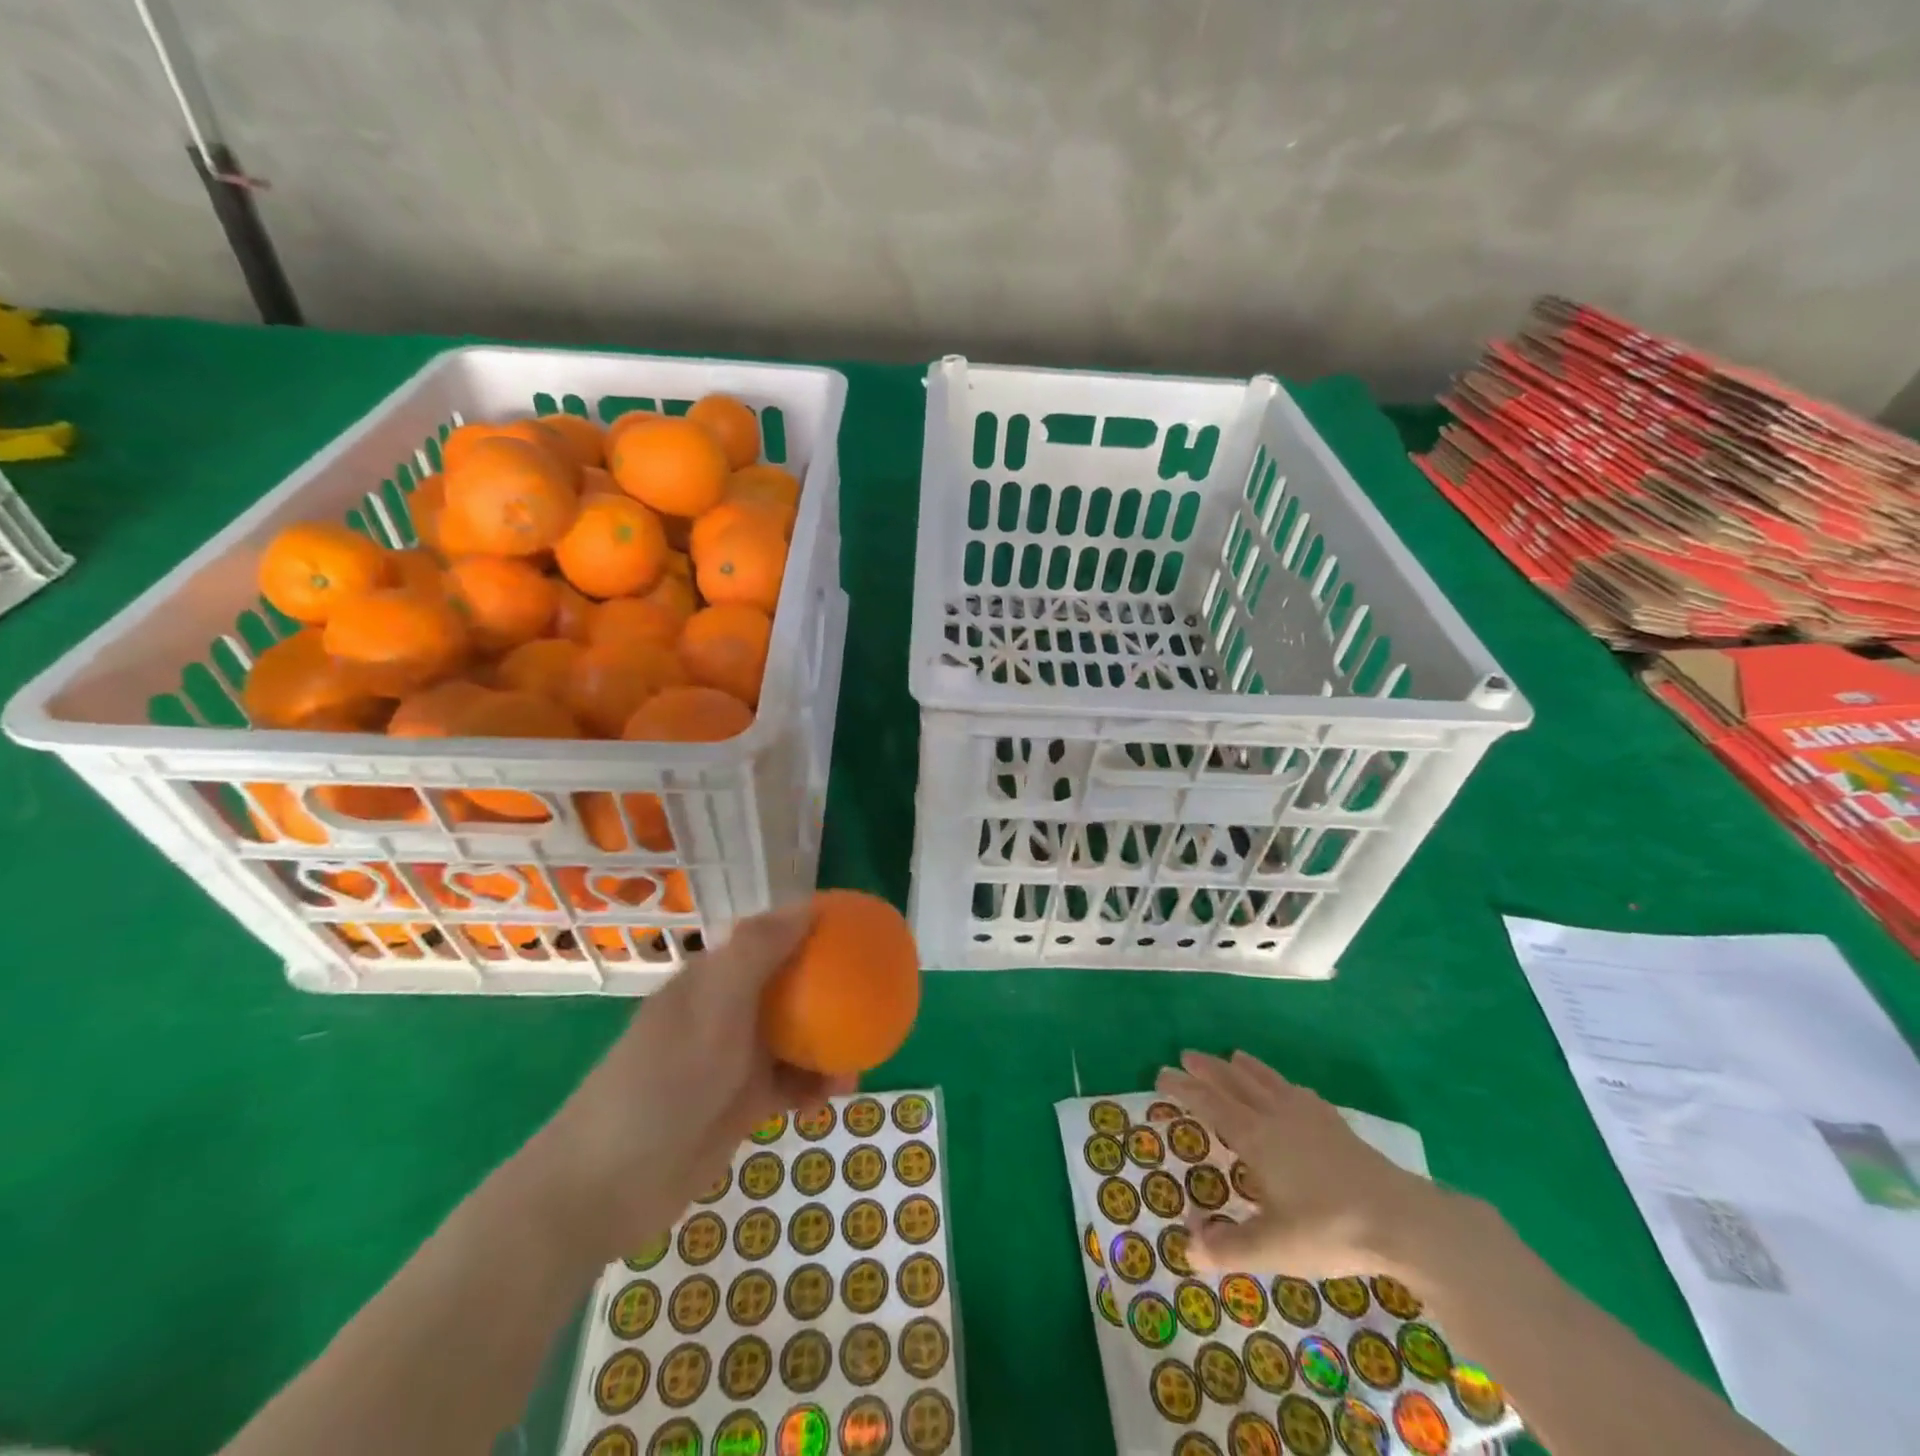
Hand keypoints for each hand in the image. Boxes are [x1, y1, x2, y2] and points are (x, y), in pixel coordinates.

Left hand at [538, 903, 853, 1258]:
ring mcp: (735, 1058)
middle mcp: (729, 1010)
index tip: (863, 932)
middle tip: (875, 999)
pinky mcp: (742, 1103)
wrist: (606, 1186)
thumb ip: (757, 952)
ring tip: (859, 1063)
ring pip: (799, 1036)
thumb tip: (807, 906)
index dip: (817, 928)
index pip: (775, 936)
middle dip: (834, 990)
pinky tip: (832, 1098)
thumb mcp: (712, 1007)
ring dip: (830, 1045)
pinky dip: (814, 1087)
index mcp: (717, 977)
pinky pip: (792, 1083)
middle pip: (794, 986)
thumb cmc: (663, 1082)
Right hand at [1156, 1050, 1445, 1278]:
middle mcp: (1276, 1115)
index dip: (1184, 1089)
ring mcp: (1309, 1115)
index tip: (1161, 1075)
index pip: (1210, 1104)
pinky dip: (1283, 1084)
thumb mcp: (1273, 1247)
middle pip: (1235, 1083)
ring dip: (1245, 1068)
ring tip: (1233, 1055)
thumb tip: (1187, 1246)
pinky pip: (1298, 1092)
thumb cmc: (1329, 1229)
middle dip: (1208, 1069)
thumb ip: (1228, 1247)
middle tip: (1187, 1055)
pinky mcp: (1335, 1124)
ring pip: (1267, 1081)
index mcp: (1255, 1137)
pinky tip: (1290, 1090)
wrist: (1401, 1219)